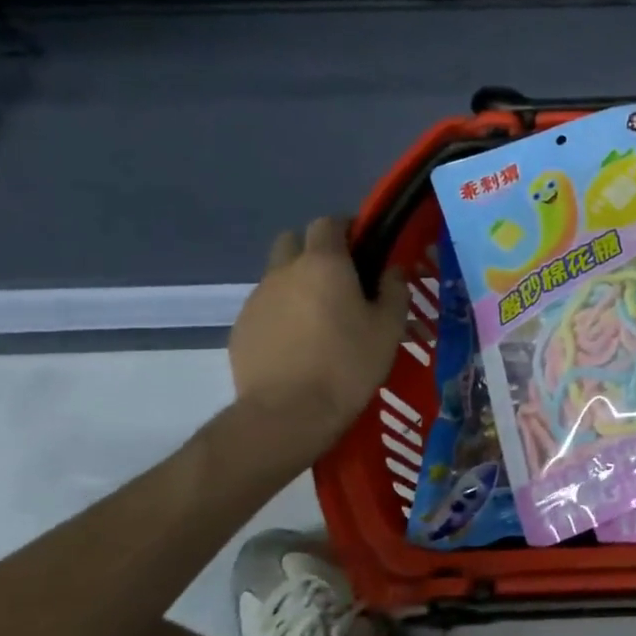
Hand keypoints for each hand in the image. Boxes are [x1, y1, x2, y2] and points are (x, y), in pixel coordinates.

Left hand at [229, 217, 407, 462]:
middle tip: (341, 280)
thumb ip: (394, 290)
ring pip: (279, 276)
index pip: (329, 223)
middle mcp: (284, 271)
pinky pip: (267, 308)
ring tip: (323, 320)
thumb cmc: (349, 363)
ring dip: (299, 285)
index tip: (365, 248)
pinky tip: (301, 345)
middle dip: (315, 250)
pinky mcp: (241, 328)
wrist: (289, 412)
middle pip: (294, 241)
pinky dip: (284, 314)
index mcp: (323, 264)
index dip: (347, 228)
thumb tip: (392, 269)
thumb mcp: (389, 327)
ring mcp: (257, 299)